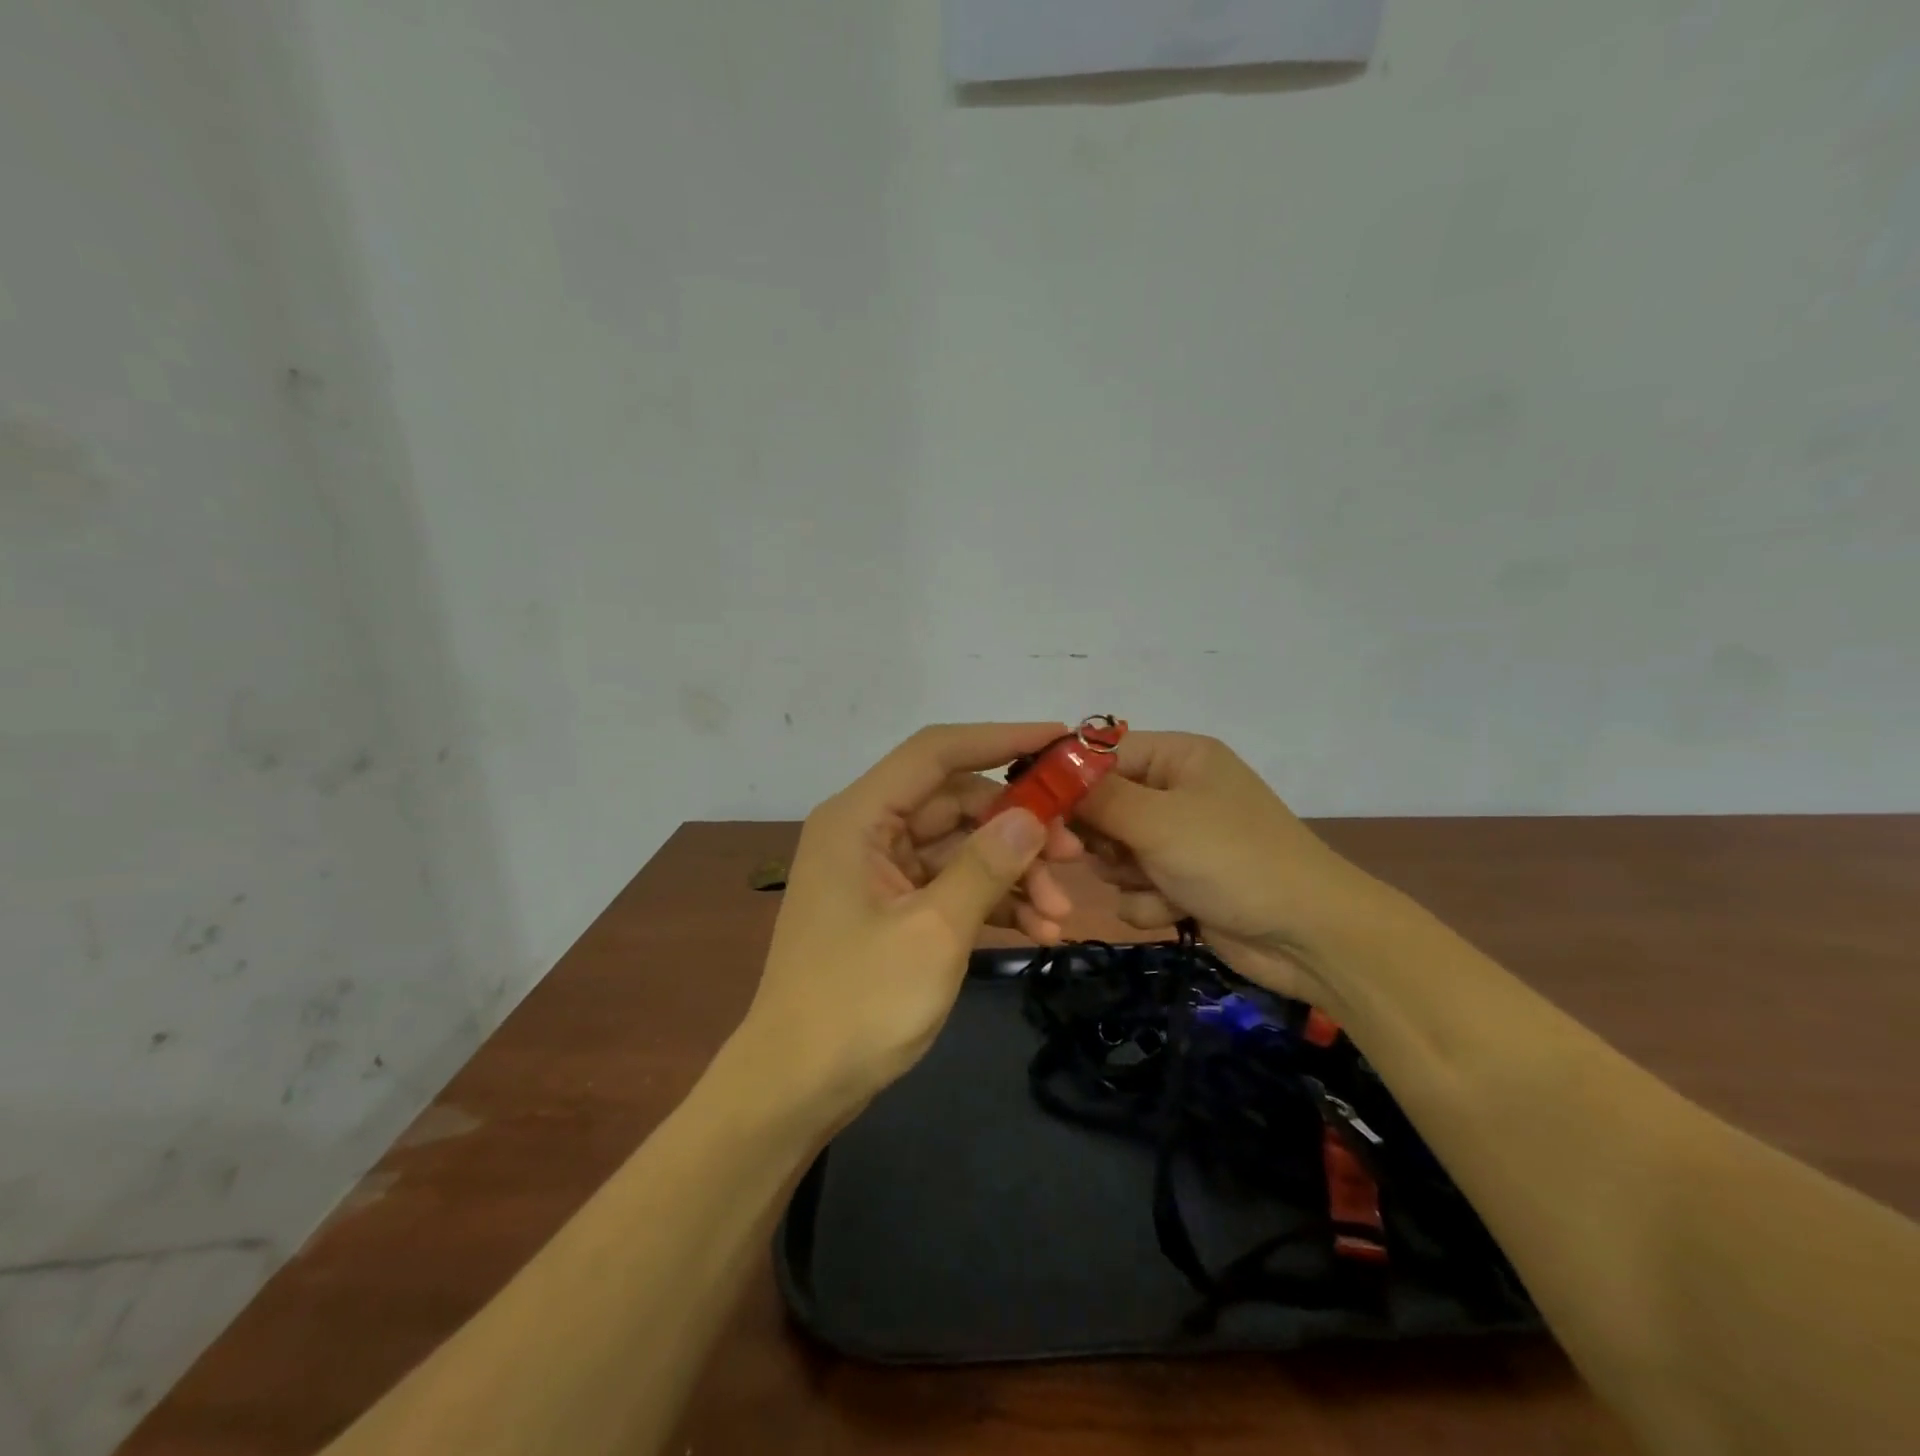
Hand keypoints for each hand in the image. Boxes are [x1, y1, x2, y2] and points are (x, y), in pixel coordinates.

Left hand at [735, 723, 1075, 1115]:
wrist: (796, 1088)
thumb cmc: (857, 1004)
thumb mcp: (933, 932)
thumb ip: (985, 866)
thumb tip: (1031, 815)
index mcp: (859, 819)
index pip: (935, 753)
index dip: (999, 739)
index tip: (1060, 741)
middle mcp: (867, 834)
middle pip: (955, 805)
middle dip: (1017, 829)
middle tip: (1074, 856)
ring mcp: (880, 874)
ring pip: (960, 850)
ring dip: (1012, 875)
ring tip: (1061, 915)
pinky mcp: (893, 910)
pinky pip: (951, 888)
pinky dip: (992, 903)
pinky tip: (1038, 932)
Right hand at [1072, 732, 1381, 1002]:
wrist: (1309, 937)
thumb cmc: (1233, 860)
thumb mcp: (1158, 821)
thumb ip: (1097, 796)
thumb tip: (1048, 767)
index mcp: (1178, 757)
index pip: (1100, 753)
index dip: (1066, 779)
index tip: (1032, 809)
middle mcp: (1176, 791)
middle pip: (1101, 806)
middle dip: (1098, 837)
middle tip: (1096, 855)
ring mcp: (1179, 840)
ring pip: (1112, 852)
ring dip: (1124, 874)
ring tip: (1153, 884)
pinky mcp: (1181, 882)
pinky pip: (1134, 887)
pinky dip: (1147, 901)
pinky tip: (1174, 910)